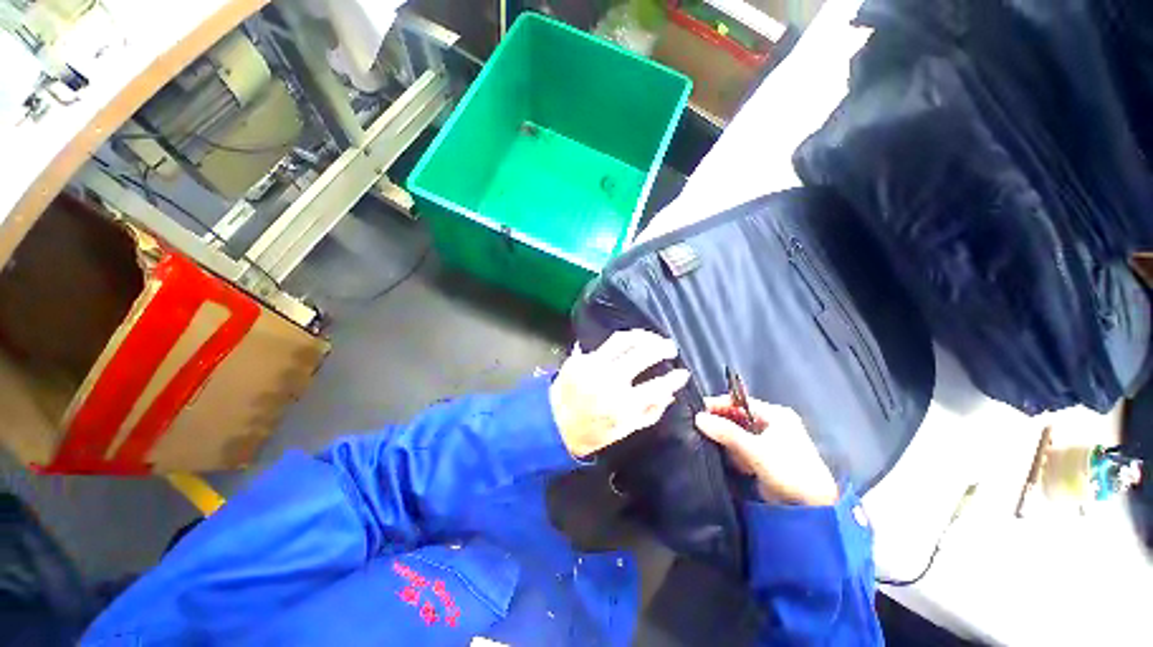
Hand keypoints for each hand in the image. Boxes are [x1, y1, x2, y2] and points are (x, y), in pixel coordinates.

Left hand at [550, 330, 689, 457]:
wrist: (551, 424)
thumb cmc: (590, 432)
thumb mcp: (623, 431)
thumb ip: (649, 413)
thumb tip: (669, 394)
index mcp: (621, 404)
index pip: (657, 385)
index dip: (674, 378)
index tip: (682, 373)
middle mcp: (608, 380)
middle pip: (642, 354)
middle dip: (662, 347)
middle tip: (670, 347)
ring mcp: (592, 365)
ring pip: (622, 340)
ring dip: (642, 335)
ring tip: (652, 337)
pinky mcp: (579, 358)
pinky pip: (602, 344)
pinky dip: (619, 342)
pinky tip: (628, 342)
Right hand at [695, 398, 837, 505]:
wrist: (813, 508)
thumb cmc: (787, 470)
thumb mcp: (754, 449)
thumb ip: (726, 432)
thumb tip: (698, 417)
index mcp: (776, 414)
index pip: (740, 402)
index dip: (719, 405)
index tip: (698, 410)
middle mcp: (773, 424)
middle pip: (738, 417)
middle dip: (721, 424)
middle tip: (700, 428)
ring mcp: (770, 442)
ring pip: (739, 434)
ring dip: (727, 441)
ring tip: (714, 446)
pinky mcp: (766, 458)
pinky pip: (743, 448)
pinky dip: (735, 453)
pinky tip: (732, 462)